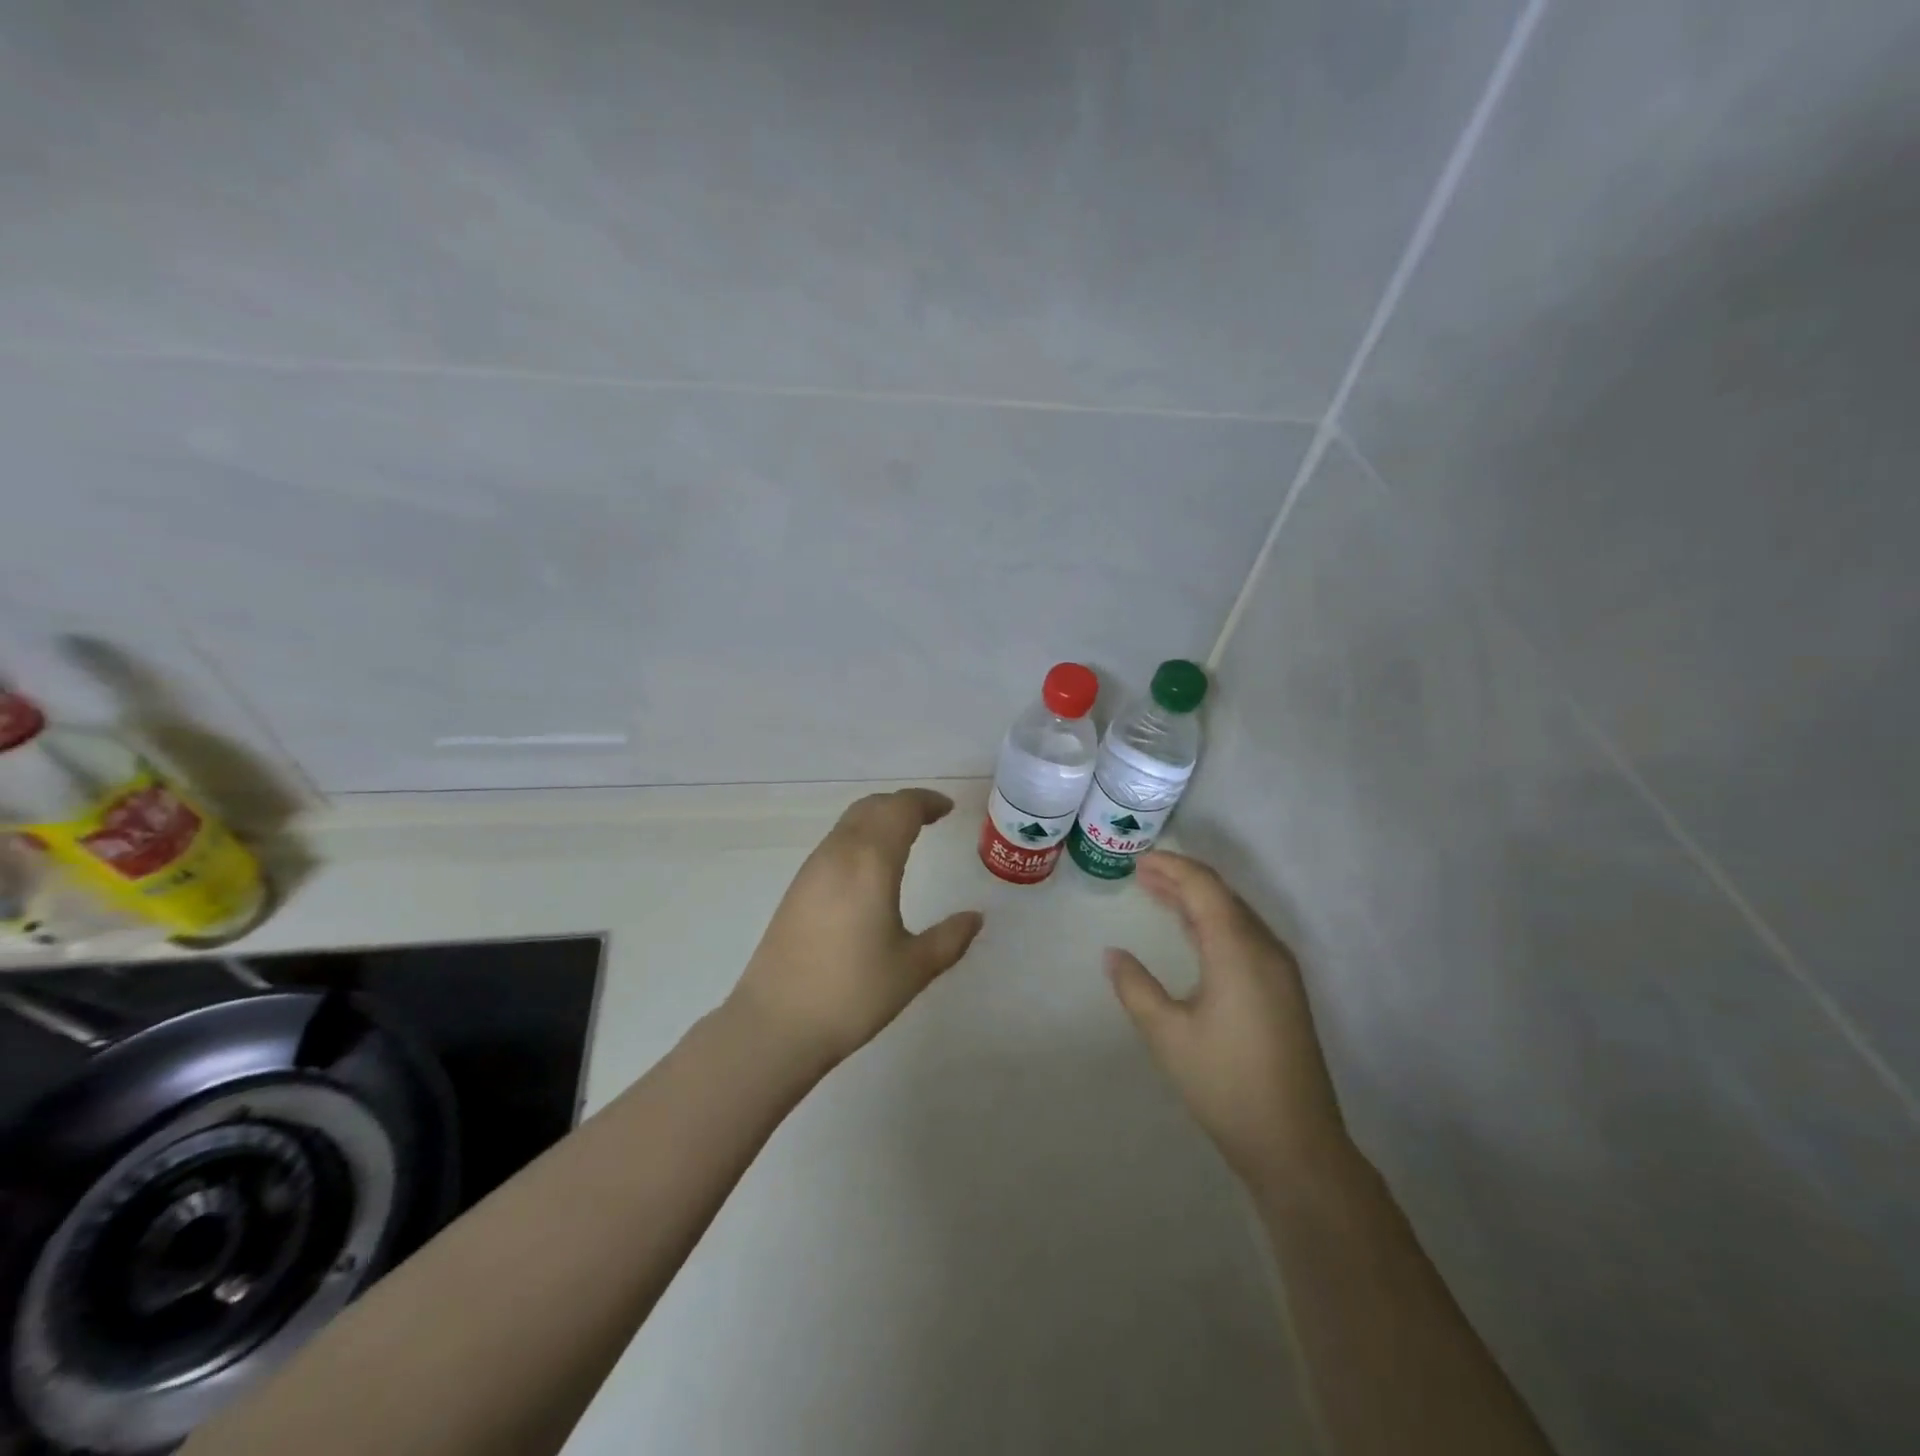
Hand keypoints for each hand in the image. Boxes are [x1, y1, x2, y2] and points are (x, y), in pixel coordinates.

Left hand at [729, 788, 984, 1070]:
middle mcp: (838, 854)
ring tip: (905, 837)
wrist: (776, 1023)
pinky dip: (860, 837)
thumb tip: (975, 918)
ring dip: (879, 818)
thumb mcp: (913, 968)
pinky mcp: (797, 888)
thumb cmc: (852, 993)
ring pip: (849, 822)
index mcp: (870, 862)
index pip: (900, 809)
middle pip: (872, 807)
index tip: (948, 809)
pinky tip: (871, 868)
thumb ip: (950, 938)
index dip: (926, 802)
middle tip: (930, 817)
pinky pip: (835, 843)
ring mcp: (812, 869)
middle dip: (903, 804)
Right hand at [1107, 852, 1348, 1182]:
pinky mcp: (1283, 991)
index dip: (1171, 867)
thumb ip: (1135, 987)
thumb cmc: (1225, 1083)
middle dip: (1182, 879)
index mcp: (1238, 950)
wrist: (1296, 1144)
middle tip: (1141, 873)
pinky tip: (1193, 933)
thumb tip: (1113, 954)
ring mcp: (1280, 971)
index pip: (1205, 887)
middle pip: (1222, 895)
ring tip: (1159, 893)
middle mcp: (1265, 949)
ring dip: (1198, 900)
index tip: (1138, 861)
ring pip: (1236, 915)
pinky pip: (1245, 937)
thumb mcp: (1167, 1034)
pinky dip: (1214, 923)